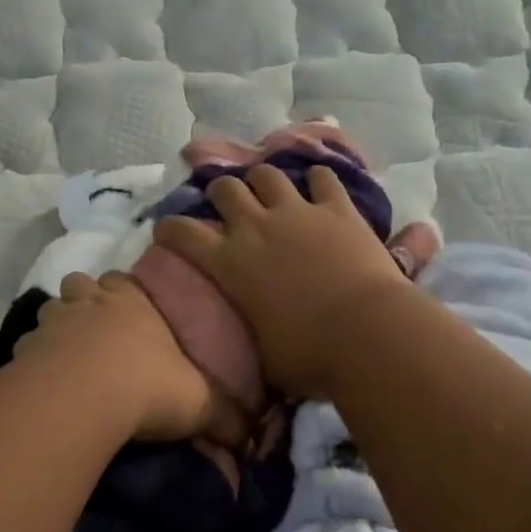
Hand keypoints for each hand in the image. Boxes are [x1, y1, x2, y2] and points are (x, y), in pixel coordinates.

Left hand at [16, 271, 235, 441]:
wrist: (86, 398)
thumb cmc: (150, 386)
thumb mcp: (200, 403)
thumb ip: (226, 417)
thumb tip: (251, 440)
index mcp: (134, 303)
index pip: (126, 282)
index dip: (125, 294)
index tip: (131, 313)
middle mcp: (92, 302)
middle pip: (81, 284)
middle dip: (86, 300)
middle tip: (96, 330)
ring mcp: (54, 322)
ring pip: (51, 309)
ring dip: (57, 325)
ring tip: (68, 354)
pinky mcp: (26, 349)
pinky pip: (27, 346)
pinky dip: (33, 358)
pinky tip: (42, 381)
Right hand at [152, 164, 411, 400]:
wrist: (364, 333)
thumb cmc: (307, 355)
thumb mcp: (262, 357)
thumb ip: (250, 339)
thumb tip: (249, 355)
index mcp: (229, 263)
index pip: (183, 233)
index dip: (169, 228)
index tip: (166, 230)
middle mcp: (256, 227)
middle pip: (225, 188)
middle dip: (220, 192)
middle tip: (226, 204)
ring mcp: (298, 212)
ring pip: (268, 174)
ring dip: (263, 180)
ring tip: (268, 190)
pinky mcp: (338, 209)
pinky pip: (323, 177)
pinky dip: (318, 179)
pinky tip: (319, 186)